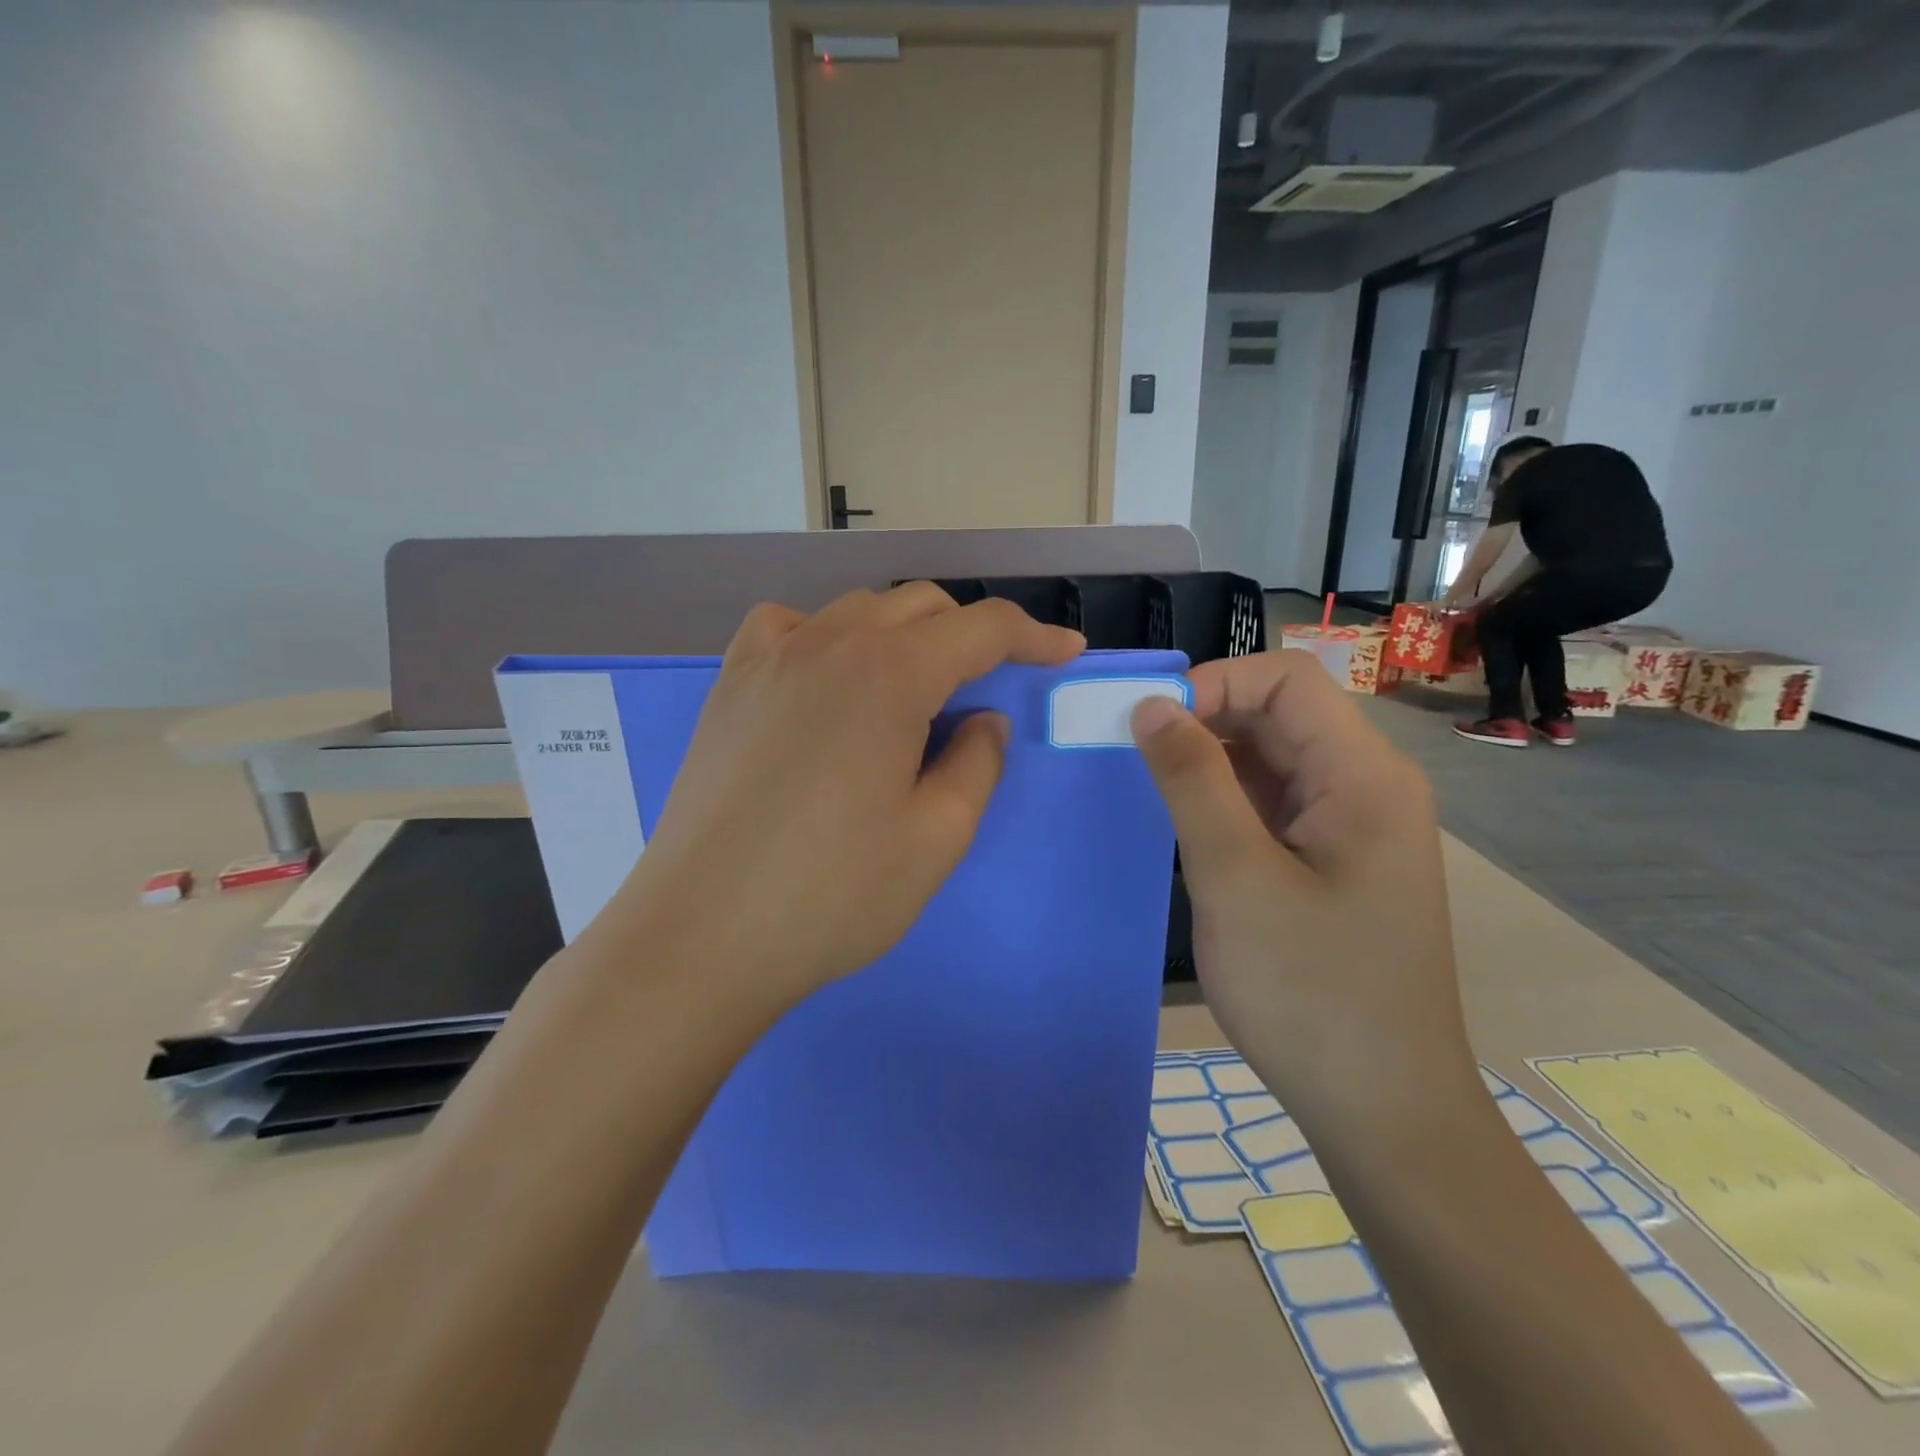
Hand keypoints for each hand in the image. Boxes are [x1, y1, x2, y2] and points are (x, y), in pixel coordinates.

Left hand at [603, 584, 1082, 1005]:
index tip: (1065, 653)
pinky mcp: (730, 684)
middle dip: (970, 634)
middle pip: (920, 606)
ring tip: (917, 688)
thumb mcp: (937, 838)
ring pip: (858, 611)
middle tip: (992, 686)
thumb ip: (977, 763)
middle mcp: (828, 642)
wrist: (701, 935)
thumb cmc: (832, 894)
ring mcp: (769, 657)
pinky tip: (830, 679)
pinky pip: (792, 627)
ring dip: (905, 633)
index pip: (980, 628)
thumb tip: (983, 720)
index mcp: (889, 674)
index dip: (1032, 636)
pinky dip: (831, 636)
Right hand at [1130, 652, 1476, 1122]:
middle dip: (1204, 721)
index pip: (1285, 680)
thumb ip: (1192, 781)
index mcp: (1363, 776)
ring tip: (1151, 792)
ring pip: (1272, 758)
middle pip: (1279, 714)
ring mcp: (1352, 824)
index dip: (1211, 684)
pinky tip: (1187, 828)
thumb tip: (1151, 706)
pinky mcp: (1332, 858)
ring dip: (1210, 763)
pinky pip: (1274, 802)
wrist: (1381, 1107)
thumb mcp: (1236, 878)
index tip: (1146, 725)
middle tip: (1133, 756)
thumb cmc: (1311, 992)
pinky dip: (1226, 800)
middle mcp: (1366, 785)